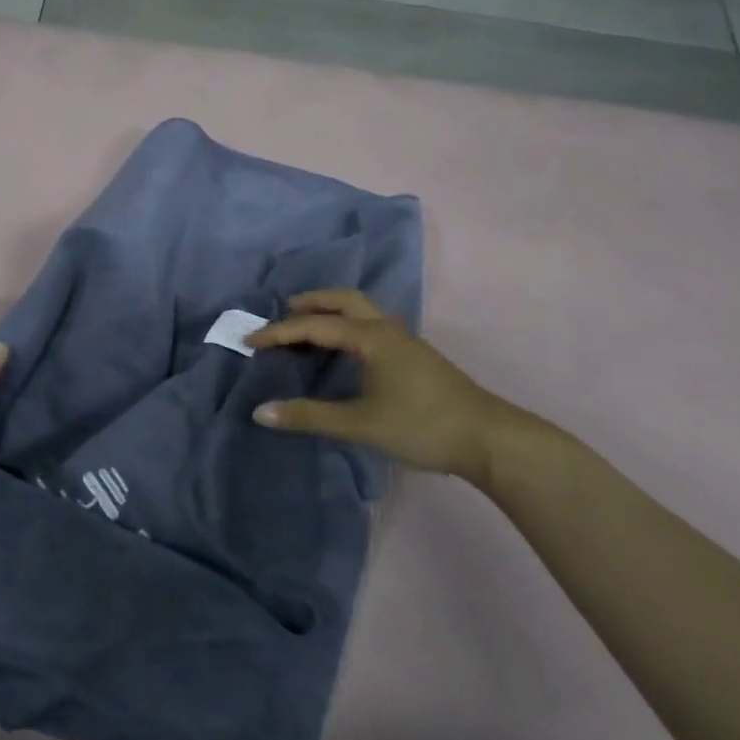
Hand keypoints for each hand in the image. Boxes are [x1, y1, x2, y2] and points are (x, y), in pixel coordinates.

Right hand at [245, 290, 546, 487]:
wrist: (489, 439)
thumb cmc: (421, 425)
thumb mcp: (360, 424)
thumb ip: (309, 416)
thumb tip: (260, 411)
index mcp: (371, 337)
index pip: (315, 325)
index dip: (279, 332)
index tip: (250, 340)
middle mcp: (387, 329)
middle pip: (343, 300)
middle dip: (310, 302)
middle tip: (282, 310)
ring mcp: (405, 341)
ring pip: (361, 311)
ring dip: (331, 311)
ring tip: (308, 325)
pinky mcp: (414, 357)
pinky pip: (371, 326)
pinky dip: (347, 326)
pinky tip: (345, 349)